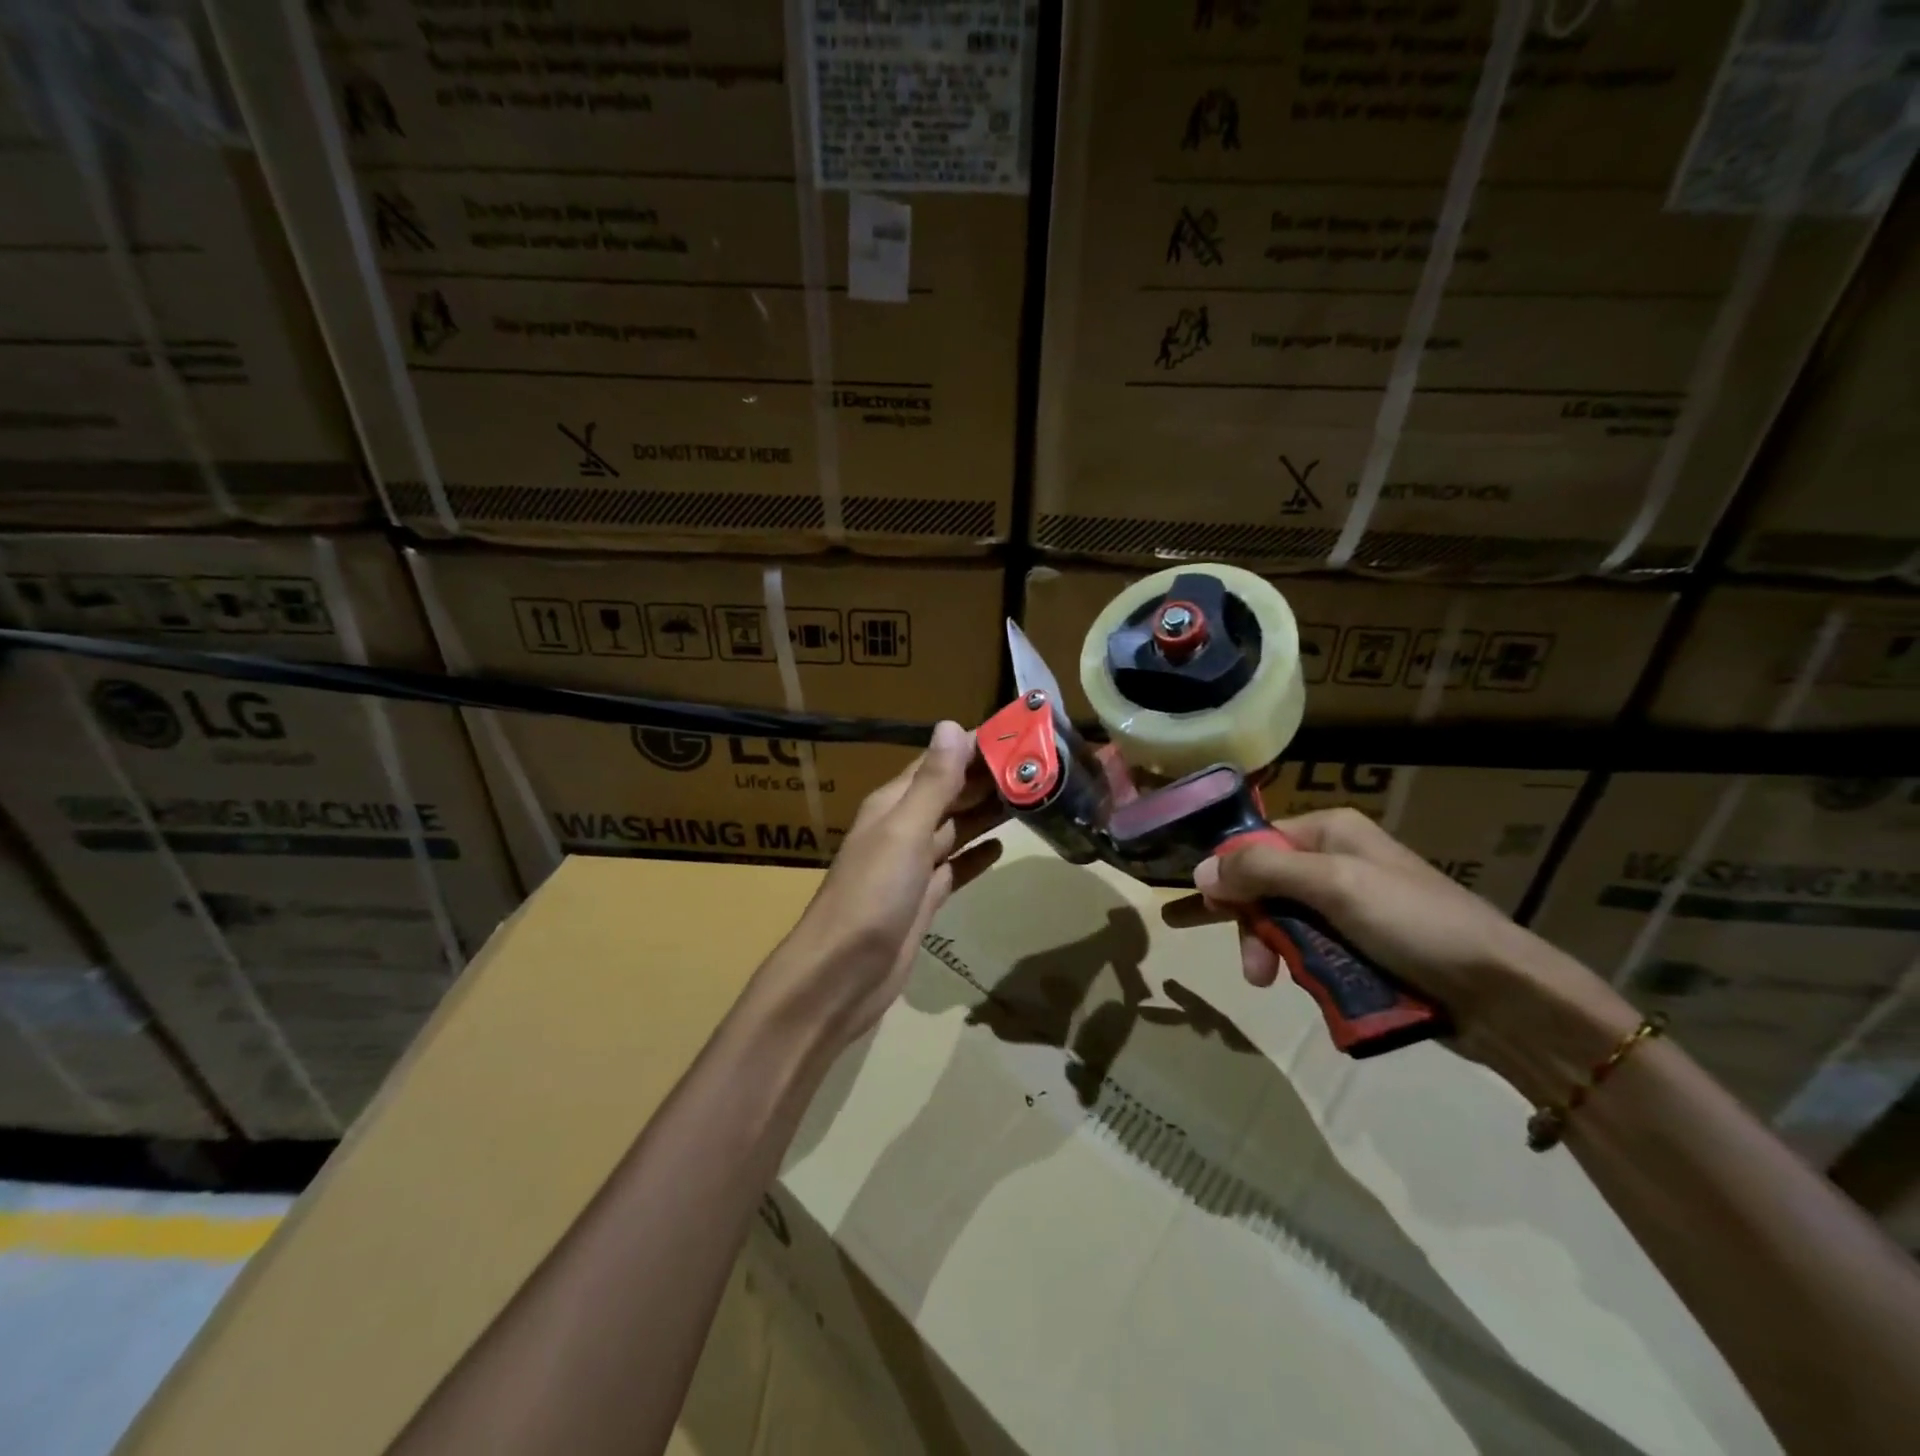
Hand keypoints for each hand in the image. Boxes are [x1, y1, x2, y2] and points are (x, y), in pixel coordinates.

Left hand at [765, 721, 1003, 1046]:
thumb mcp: (904, 832)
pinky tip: (1002, 847)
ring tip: (1031, 797)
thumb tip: (952, 725)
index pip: (938, 762)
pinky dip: (976, 856)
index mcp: (893, 806)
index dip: (974, 746)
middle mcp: (902, 829)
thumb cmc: (872, 897)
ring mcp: (913, 868)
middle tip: (1039, 765)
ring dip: (988, 813)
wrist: (842, 976)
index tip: (1019, 733)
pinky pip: (955, 868)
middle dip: (988, 778)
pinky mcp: (924, 900)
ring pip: (956, 829)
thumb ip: (932, 783)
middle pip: (950, 794)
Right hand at [1170, 808, 1635, 1096]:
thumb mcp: (1334, 886)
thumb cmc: (1415, 924)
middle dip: (1248, 923)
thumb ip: (1262, 871)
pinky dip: (1298, 966)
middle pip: (1263, 885)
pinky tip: (1299, 986)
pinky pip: (1308, 949)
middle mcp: (1334, 862)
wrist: (1502, 995)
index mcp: (1330, 833)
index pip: (1254, 842)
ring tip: (1269, 983)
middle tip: (1248, 966)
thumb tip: (1199, 869)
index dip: (1227, 874)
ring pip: (1281, 922)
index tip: (1203, 909)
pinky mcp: (1360, 947)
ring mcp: (1348, 906)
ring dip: (1270, 951)